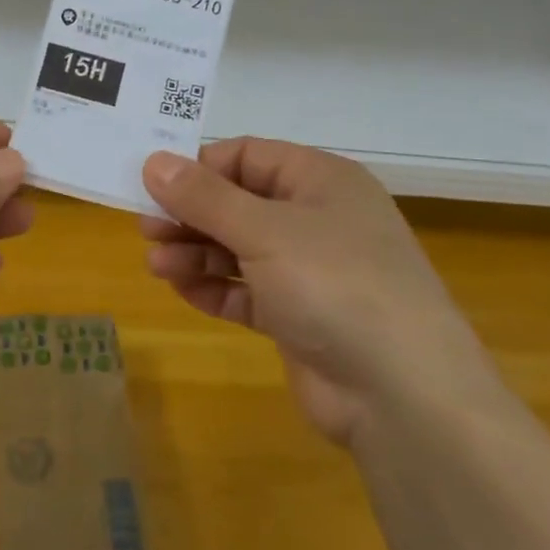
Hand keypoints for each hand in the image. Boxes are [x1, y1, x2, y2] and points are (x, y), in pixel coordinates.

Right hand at [141, 139, 499, 444]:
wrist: (402, 394)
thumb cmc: (333, 284)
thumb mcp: (263, 230)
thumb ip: (204, 196)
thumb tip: (154, 161)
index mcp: (319, 180)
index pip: (247, 156)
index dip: (199, 167)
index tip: (153, 185)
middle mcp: (316, 218)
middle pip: (238, 203)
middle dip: (191, 215)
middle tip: (147, 230)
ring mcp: (309, 271)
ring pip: (239, 248)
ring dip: (196, 253)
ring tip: (157, 266)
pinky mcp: (299, 316)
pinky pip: (247, 291)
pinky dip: (215, 288)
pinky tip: (182, 290)